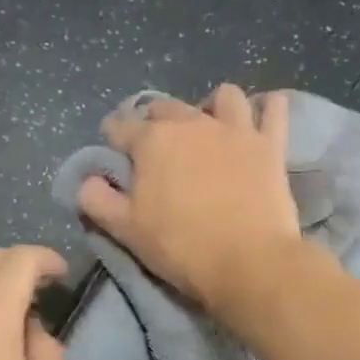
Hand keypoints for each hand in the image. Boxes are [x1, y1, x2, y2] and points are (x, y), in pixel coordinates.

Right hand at [76, 83, 303, 310]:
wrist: (249, 263)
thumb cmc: (181, 248)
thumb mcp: (126, 230)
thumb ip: (97, 200)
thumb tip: (86, 180)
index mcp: (152, 141)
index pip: (121, 126)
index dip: (113, 138)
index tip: (114, 153)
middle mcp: (192, 123)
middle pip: (166, 108)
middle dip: (155, 121)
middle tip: (156, 148)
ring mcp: (235, 130)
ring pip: (222, 96)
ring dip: (210, 107)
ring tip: (208, 130)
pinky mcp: (271, 144)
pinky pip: (273, 108)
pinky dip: (266, 109)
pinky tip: (259, 120)